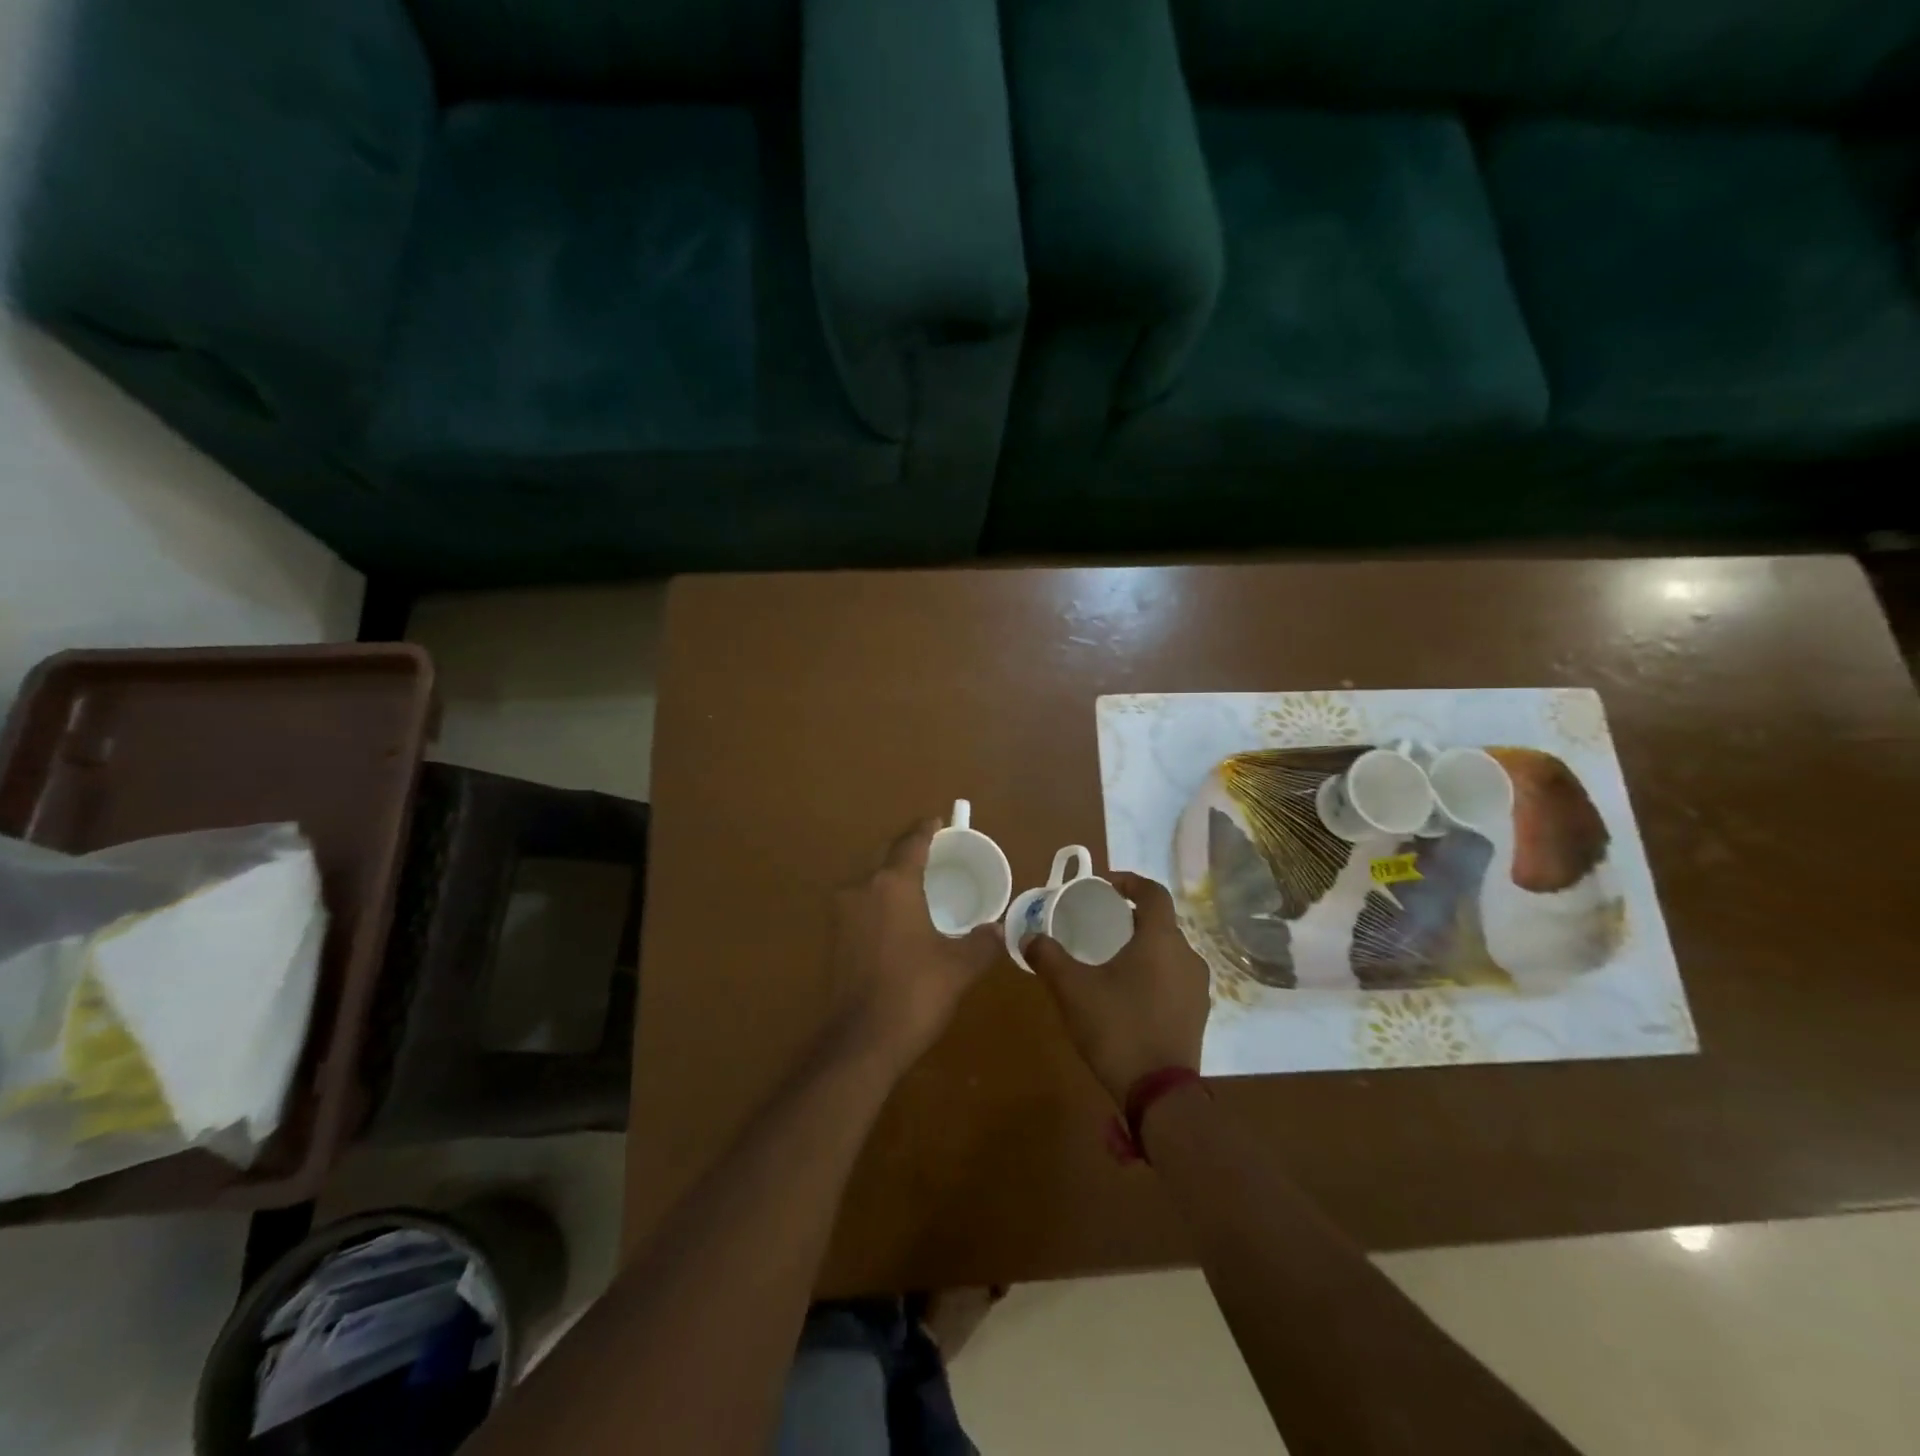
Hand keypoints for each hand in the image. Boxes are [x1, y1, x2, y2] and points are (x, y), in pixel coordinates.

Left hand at [827, 818, 999, 1073]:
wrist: (861, 1042)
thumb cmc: (915, 992)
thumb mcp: (959, 966)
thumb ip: (982, 942)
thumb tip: (999, 930)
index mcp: (893, 885)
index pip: (912, 843)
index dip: (927, 830)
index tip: (938, 821)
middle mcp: (862, 888)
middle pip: (886, 857)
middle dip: (908, 851)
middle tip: (933, 853)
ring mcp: (841, 914)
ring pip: (870, 882)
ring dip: (891, 878)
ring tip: (917, 886)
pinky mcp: (833, 939)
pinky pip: (861, 906)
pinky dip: (879, 903)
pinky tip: (897, 920)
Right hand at [1027, 871, 1209, 1102]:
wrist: (1160, 1095)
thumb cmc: (1117, 1028)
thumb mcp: (1072, 989)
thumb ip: (1048, 957)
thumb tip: (1028, 936)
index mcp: (1161, 939)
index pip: (1154, 892)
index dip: (1129, 881)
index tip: (1105, 885)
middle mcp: (1188, 956)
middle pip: (1161, 922)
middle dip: (1131, 917)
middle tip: (1100, 923)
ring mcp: (1198, 987)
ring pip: (1169, 951)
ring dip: (1144, 946)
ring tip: (1112, 958)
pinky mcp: (1198, 1013)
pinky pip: (1175, 977)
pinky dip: (1154, 972)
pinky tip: (1129, 992)